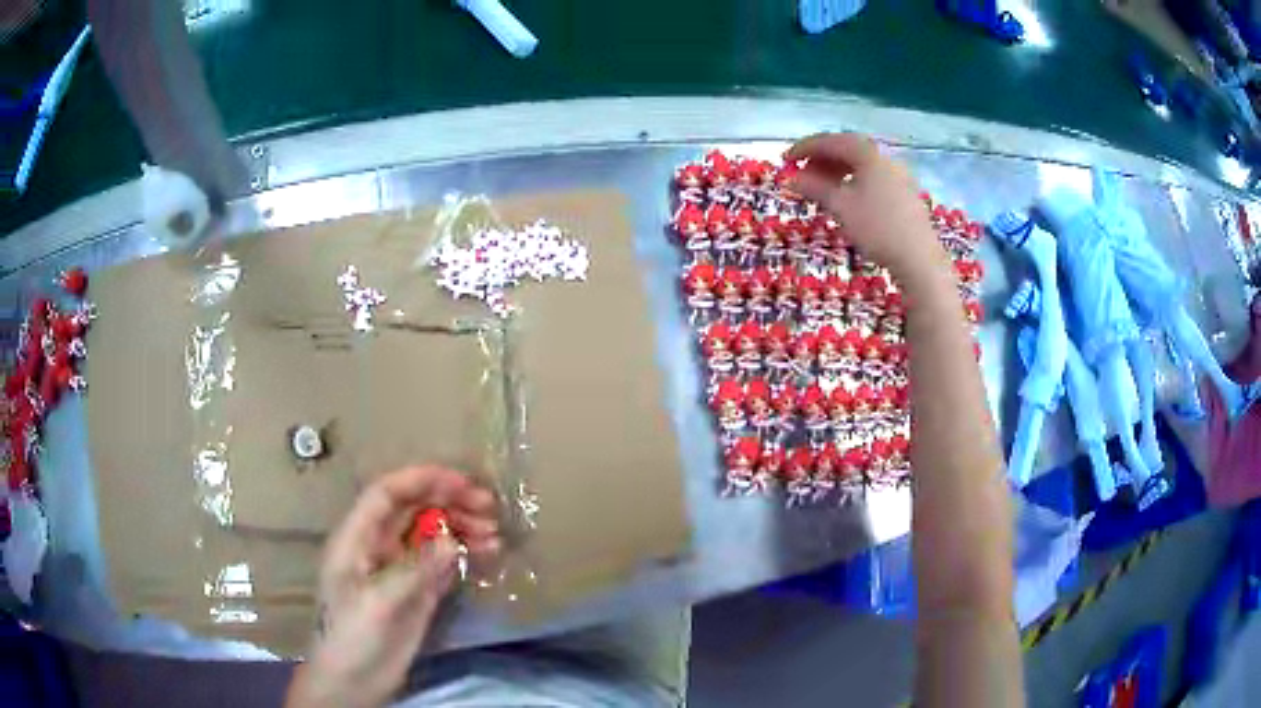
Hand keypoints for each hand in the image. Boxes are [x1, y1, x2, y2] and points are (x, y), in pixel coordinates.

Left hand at [285, 466, 500, 707]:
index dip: (423, 480)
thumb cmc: (352, 638)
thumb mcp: (379, 604)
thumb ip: (415, 571)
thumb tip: (452, 539)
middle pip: (413, 509)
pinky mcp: (415, 591)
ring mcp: (398, 569)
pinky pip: (441, 562)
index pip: (387, 493)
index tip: (463, 483)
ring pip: (431, 533)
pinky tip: (486, 555)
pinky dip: (463, 554)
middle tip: (490, 509)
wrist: (352, 682)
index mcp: (357, 538)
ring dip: (461, 528)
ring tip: (494, 536)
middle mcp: (378, 546)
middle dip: (450, 501)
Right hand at [786, 133, 949, 287]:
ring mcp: (898, 174)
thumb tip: (790, 178)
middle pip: (847, 150)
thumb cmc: (877, 228)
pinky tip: (846, 198)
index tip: (785, 160)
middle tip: (801, 174)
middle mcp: (885, 157)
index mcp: (868, 152)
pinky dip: (854, 181)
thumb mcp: (840, 206)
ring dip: (837, 171)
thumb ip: (813, 187)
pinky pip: (873, 177)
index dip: (805, 148)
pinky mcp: (906, 193)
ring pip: (862, 164)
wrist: (919, 259)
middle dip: (821, 159)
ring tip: (820, 188)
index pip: (830, 141)